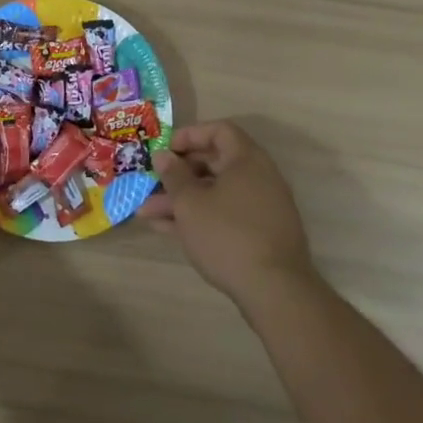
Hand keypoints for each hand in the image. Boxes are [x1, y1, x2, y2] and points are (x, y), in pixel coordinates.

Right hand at [143, 121, 318, 308]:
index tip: (165, 150)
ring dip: (182, 199)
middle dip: (178, 173)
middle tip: (152, 181)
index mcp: (247, 160)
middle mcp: (259, 178)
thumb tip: (163, 155)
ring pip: (215, 193)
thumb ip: (173, 175)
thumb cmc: (227, 235)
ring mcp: (261, 208)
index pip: (219, 131)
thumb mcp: (190, 203)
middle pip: (214, 163)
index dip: (190, 135)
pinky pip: (224, 214)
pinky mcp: (260, 234)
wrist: (275, 292)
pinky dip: (199, 217)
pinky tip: (167, 230)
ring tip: (147, 212)